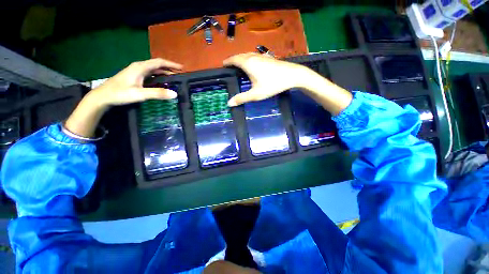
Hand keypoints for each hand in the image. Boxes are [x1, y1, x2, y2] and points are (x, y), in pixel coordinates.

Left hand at [89, 58, 182, 106]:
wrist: (103, 96)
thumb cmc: (120, 93)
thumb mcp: (140, 94)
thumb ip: (158, 93)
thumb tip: (175, 94)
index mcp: (140, 67)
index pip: (159, 62)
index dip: (171, 64)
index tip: (182, 68)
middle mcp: (139, 67)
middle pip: (157, 65)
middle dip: (169, 68)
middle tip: (180, 75)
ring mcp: (136, 72)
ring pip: (153, 70)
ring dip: (164, 73)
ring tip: (174, 79)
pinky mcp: (135, 77)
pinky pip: (150, 74)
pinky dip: (158, 77)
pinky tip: (162, 82)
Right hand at [224, 53, 351, 115]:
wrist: (292, 75)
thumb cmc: (272, 84)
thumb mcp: (256, 94)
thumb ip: (242, 98)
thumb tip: (229, 103)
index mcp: (247, 63)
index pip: (233, 60)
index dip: (227, 62)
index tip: (222, 66)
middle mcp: (253, 56)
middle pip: (239, 56)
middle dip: (233, 60)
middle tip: (229, 68)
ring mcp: (261, 56)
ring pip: (247, 55)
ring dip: (241, 59)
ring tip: (238, 67)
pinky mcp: (267, 58)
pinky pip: (254, 56)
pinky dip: (248, 59)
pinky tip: (252, 66)